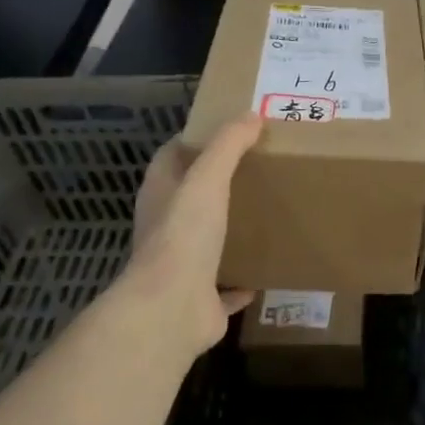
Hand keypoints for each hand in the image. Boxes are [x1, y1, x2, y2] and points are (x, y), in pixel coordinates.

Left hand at [125, 115, 262, 355]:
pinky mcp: (201, 300)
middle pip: (188, 200)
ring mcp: (181, 268)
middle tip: (255, 170)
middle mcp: (165, 229)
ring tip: (262, 216)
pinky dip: (240, 281)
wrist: (172, 308)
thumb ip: (228, 146)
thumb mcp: (207, 178)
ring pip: (205, 244)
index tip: (226, 132)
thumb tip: (251, 115)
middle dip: (214, 187)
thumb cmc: (184, 234)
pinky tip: (263, 272)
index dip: (192, 142)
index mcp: (160, 196)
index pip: (169, 158)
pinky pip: (224, 288)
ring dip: (226, 233)